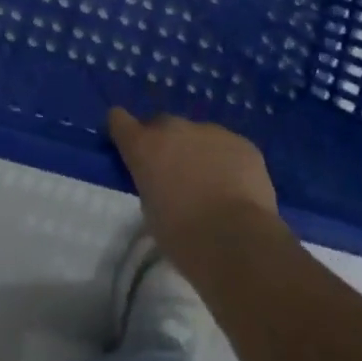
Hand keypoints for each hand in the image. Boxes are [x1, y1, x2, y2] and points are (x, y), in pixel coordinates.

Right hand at [108, 109, 280, 273]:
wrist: (236, 241)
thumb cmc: (182, 236)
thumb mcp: (150, 210)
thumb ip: (151, 183)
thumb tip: (162, 179)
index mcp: (144, 146)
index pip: (119, 119)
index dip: (122, 130)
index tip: (128, 144)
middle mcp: (174, 128)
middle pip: (162, 125)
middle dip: (165, 143)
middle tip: (174, 174)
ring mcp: (211, 131)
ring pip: (198, 136)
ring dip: (198, 152)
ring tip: (211, 185)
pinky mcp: (242, 142)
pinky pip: (228, 147)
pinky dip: (227, 162)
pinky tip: (236, 188)